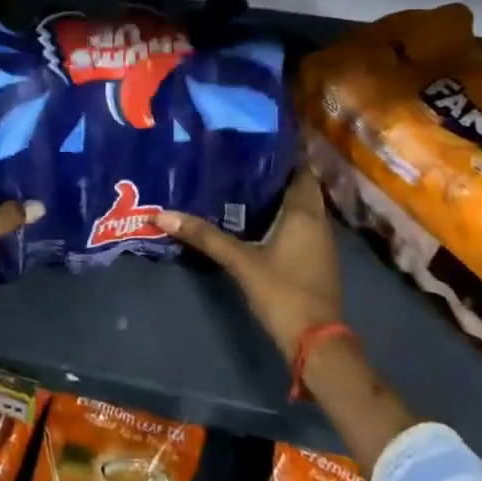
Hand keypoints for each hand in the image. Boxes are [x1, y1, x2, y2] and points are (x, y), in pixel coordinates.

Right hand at [158, 168, 341, 361]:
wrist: (316, 342)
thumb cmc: (282, 292)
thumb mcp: (239, 262)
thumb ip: (204, 236)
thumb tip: (161, 214)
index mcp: (304, 213)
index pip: (301, 171)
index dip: (284, 154)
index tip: (258, 139)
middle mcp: (318, 222)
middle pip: (300, 187)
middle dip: (276, 173)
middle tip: (243, 158)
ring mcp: (320, 243)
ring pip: (301, 207)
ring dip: (279, 195)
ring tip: (245, 181)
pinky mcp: (315, 260)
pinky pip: (301, 225)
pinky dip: (283, 216)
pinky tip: (257, 218)